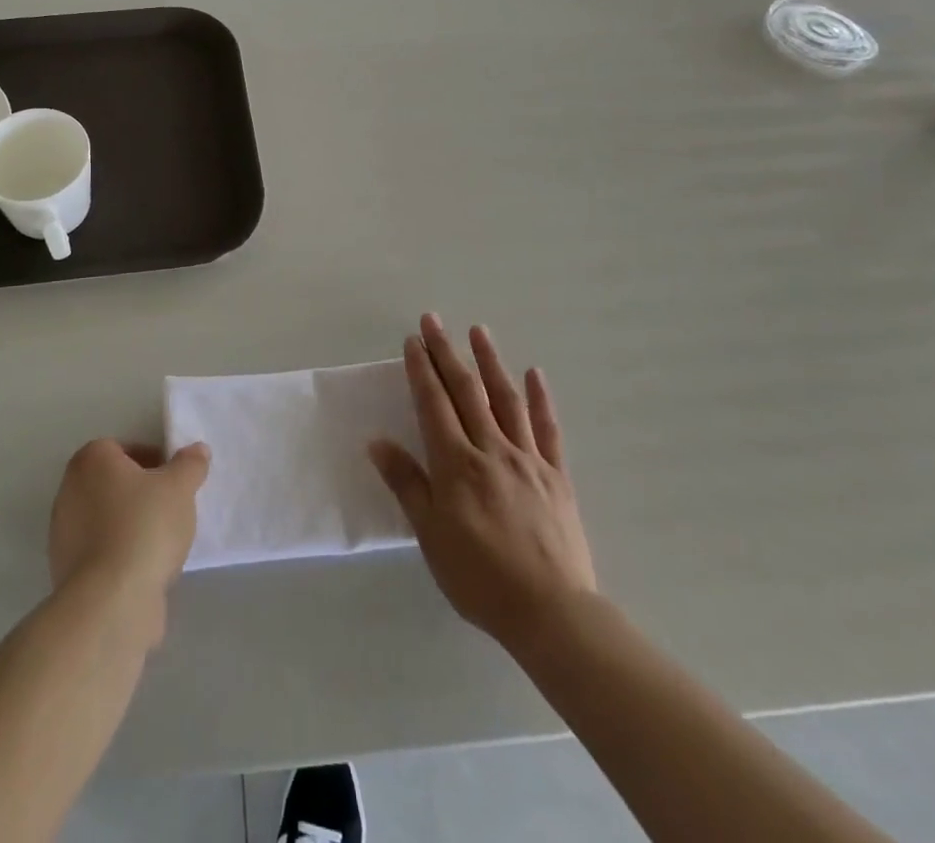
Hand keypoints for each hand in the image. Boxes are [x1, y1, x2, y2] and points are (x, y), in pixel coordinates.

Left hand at [48, 438, 210, 602]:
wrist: (111, 601)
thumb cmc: (144, 527)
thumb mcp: (180, 487)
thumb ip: (190, 464)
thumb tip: (197, 450)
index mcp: (91, 460)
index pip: (124, 448)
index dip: (153, 460)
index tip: (174, 481)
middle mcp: (69, 490)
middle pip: (114, 483)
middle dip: (142, 493)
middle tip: (172, 508)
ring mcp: (63, 532)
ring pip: (108, 518)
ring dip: (132, 525)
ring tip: (162, 543)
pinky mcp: (66, 570)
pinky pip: (101, 550)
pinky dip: (121, 554)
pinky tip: (145, 569)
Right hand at [370, 314, 596, 650]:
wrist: (551, 613)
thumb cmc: (480, 577)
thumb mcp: (431, 536)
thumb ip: (407, 484)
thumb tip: (377, 442)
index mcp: (456, 464)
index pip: (434, 404)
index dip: (421, 370)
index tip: (413, 341)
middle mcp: (491, 450)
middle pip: (466, 392)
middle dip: (446, 353)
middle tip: (433, 320)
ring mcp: (527, 459)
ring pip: (506, 399)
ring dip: (490, 362)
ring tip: (478, 331)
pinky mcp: (557, 475)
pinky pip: (548, 429)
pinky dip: (540, 399)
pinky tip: (535, 374)